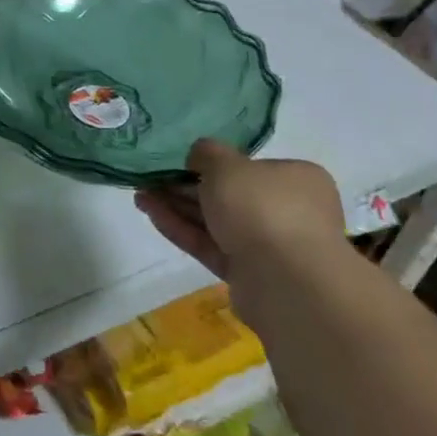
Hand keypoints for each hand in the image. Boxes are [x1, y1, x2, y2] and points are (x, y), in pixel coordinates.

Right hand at [135, 139, 344, 287]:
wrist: (287, 282)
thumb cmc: (262, 208)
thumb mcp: (226, 165)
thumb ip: (207, 153)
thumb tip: (198, 155)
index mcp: (295, 179)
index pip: (250, 167)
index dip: (211, 163)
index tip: (178, 163)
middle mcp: (288, 211)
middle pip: (228, 195)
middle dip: (185, 187)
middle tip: (150, 180)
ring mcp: (269, 245)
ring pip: (216, 221)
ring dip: (178, 208)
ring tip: (140, 197)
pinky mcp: (249, 273)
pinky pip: (211, 245)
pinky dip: (183, 230)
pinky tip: (152, 214)